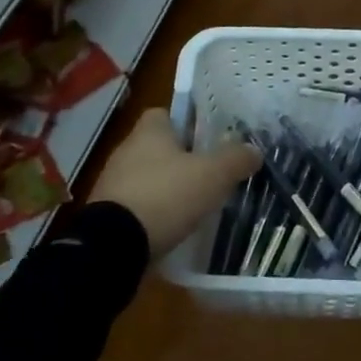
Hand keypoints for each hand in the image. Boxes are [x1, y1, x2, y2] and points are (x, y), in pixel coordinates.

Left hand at [90, 109, 259, 258]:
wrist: (113, 247)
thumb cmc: (165, 196)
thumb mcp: (213, 175)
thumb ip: (236, 159)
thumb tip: (254, 150)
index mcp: (149, 131)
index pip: (165, 114)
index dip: (186, 123)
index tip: (206, 140)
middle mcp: (126, 150)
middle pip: (157, 146)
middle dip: (179, 159)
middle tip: (207, 174)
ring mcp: (111, 184)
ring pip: (146, 177)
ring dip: (165, 188)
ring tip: (192, 205)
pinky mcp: (105, 215)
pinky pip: (135, 206)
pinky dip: (151, 214)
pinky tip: (170, 228)